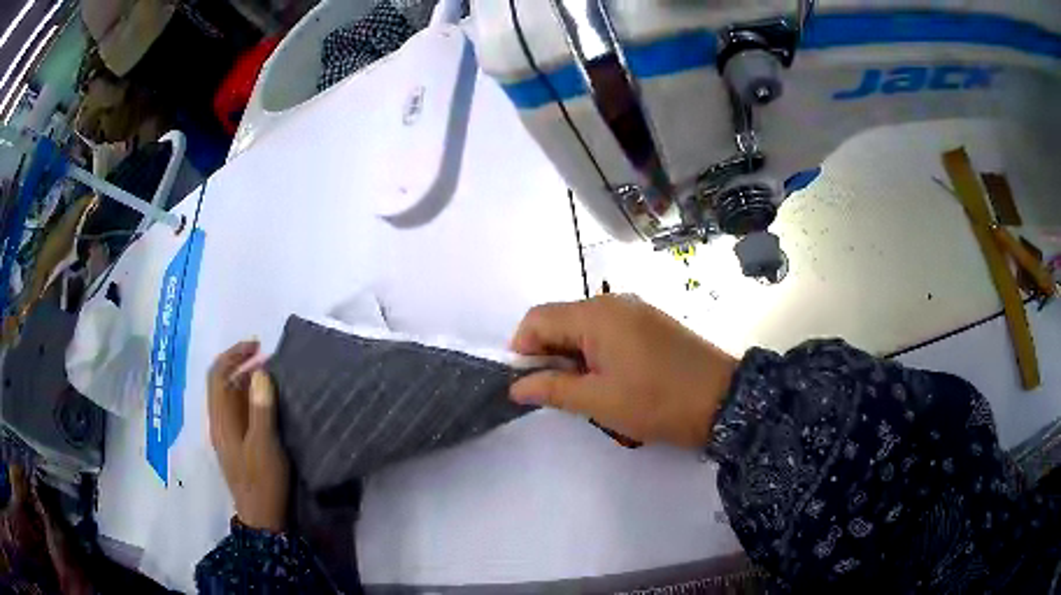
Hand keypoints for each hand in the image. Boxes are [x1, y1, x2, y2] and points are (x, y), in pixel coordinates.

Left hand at [208, 341, 289, 532]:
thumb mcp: (264, 445)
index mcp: (221, 420)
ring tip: (271, 377)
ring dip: (246, 381)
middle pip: (222, 383)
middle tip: (268, 359)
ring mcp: (227, 435)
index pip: (218, 375)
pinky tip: (268, 404)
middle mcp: (219, 423)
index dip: (234, 355)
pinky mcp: (237, 445)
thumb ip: (261, 409)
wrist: (262, 518)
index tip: (258, 346)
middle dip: (241, 364)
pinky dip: (250, 399)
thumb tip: (260, 372)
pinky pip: (238, 411)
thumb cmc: (262, 481)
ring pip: (230, 397)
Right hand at [510, 295, 737, 448]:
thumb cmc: (657, 401)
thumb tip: (516, 386)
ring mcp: (636, 311)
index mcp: (595, 314)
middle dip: (549, 356)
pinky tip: (611, 381)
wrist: (724, 399)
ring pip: (584, 328)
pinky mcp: (651, 324)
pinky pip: (608, 332)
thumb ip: (552, 389)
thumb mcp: (599, 401)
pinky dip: (596, 353)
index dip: (523, 349)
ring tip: (587, 392)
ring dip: (573, 357)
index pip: (537, 319)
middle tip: (559, 394)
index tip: (527, 384)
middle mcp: (613, 303)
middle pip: (560, 320)